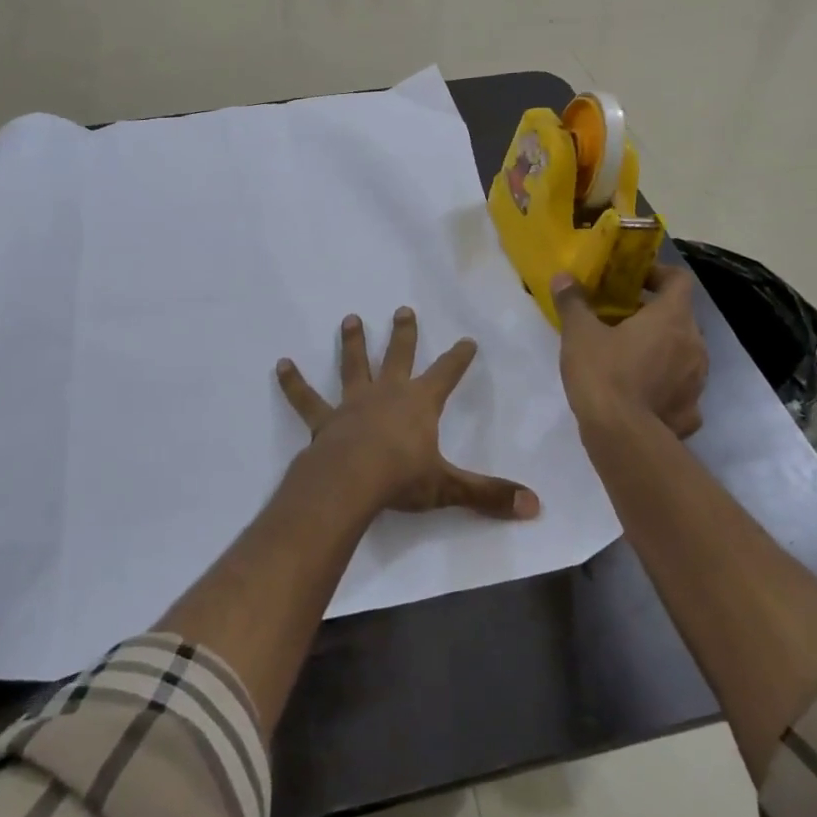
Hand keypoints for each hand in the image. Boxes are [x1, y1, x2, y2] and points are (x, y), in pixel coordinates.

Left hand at [277, 309, 540, 520]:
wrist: (350, 481)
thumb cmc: (402, 479)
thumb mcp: (449, 487)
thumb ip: (489, 495)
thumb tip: (535, 506)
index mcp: (420, 404)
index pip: (446, 374)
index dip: (458, 358)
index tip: (467, 339)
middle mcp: (388, 393)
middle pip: (398, 356)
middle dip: (404, 334)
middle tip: (403, 309)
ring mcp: (353, 403)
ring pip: (354, 365)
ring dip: (352, 343)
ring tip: (349, 319)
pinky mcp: (325, 419)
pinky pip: (307, 398)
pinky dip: (293, 382)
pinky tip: (280, 364)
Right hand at [552, 263, 707, 437]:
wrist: (623, 437)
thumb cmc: (603, 373)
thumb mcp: (579, 334)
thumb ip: (573, 302)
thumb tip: (564, 278)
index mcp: (672, 318)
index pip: (679, 280)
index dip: (658, 274)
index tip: (632, 281)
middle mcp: (695, 344)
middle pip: (680, 316)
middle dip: (653, 315)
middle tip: (620, 320)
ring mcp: (698, 380)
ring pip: (683, 352)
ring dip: (660, 349)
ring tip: (628, 357)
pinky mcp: (692, 411)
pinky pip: (680, 388)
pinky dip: (664, 385)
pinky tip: (641, 393)